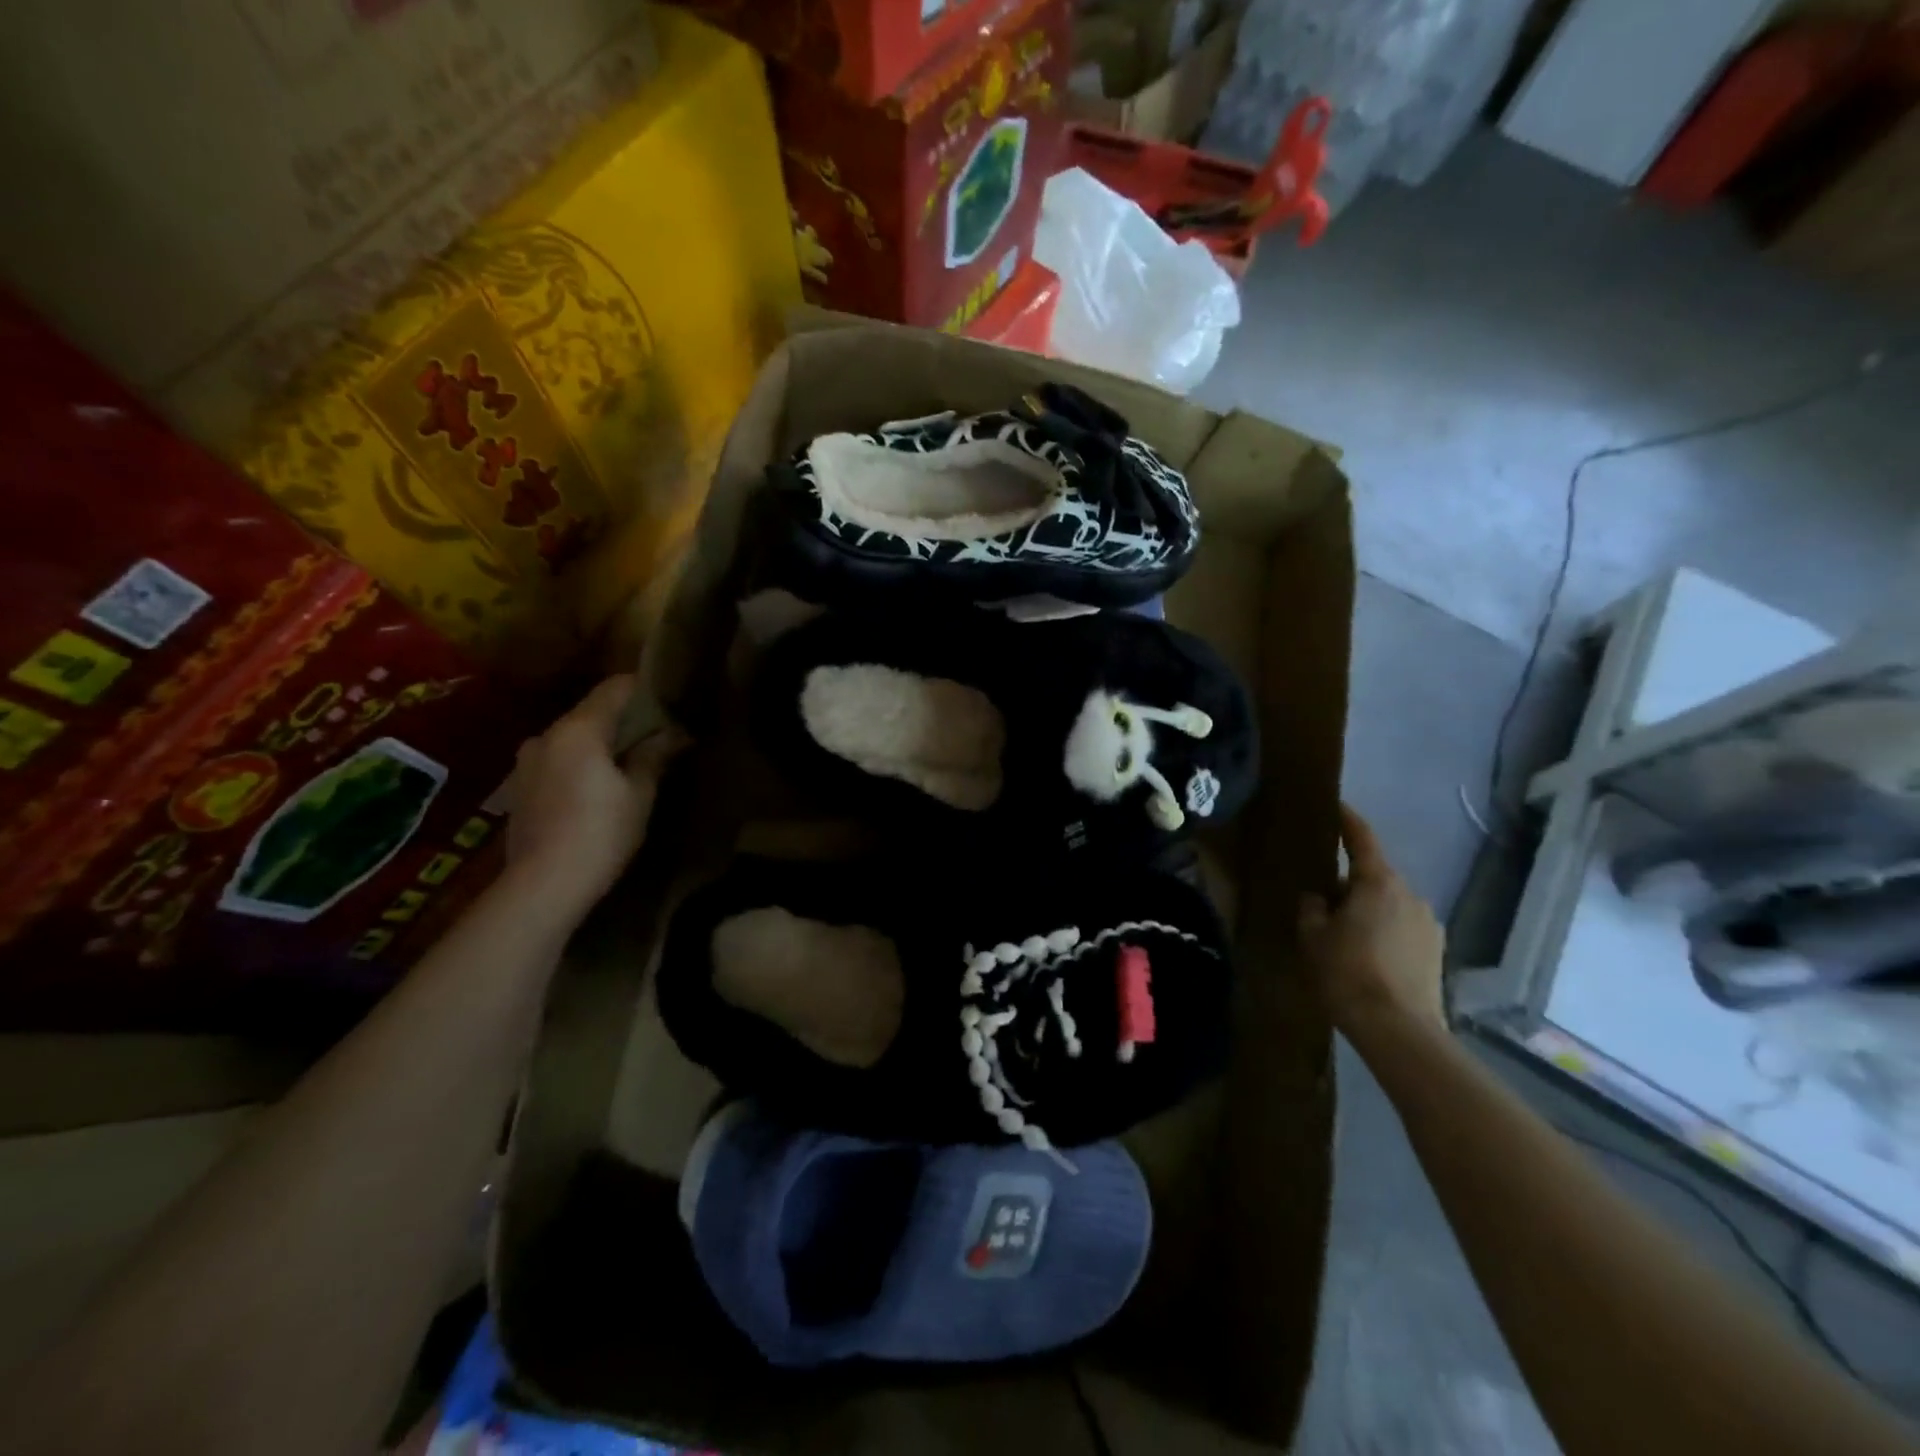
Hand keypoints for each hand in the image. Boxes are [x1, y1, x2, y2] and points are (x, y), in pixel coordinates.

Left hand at [504, 675, 685, 916]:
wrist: (543, 885)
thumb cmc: (601, 833)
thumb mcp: (639, 794)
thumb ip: (654, 755)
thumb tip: (675, 733)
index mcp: (578, 729)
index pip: (614, 688)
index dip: (643, 687)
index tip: (669, 694)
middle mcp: (546, 735)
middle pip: (590, 712)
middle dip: (623, 718)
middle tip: (656, 732)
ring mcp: (527, 762)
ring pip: (572, 738)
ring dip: (600, 743)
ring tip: (629, 760)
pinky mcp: (519, 788)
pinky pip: (557, 760)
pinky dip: (580, 763)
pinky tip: (598, 785)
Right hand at [1299, 804, 1446, 1036]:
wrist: (1398, 1029)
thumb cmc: (1347, 972)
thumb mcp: (1313, 937)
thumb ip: (1311, 909)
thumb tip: (1317, 897)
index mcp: (1378, 883)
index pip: (1361, 839)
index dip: (1347, 820)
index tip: (1336, 805)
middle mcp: (1410, 894)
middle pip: (1374, 876)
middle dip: (1350, 881)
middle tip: (1323, 897)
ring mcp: (1429, 923)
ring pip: (1390, 904)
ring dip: (1369, 909)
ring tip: (1345, 933)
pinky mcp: (1437, 951)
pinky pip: (1403, 928)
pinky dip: (1385, 931)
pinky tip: (1368, 955)